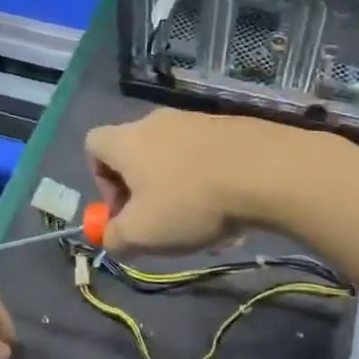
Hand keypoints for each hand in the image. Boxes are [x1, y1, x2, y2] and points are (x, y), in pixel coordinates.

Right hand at [84, 109, 315, 254]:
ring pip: (174, 159)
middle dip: (143, 191)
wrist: (265, 171)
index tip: (122, 210)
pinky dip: (209, 182)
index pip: (93, 145)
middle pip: (135, 153)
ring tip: (202, 224)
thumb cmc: (189, 202)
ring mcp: (196, 120)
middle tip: (160, 222)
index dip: (100, 180)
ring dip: (179, 190)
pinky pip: (206, 157)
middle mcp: (156, 122)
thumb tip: (111, 237)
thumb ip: (115, 238)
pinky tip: (230, 211)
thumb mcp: (142, 234)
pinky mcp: (230, 127)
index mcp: (127, 140)